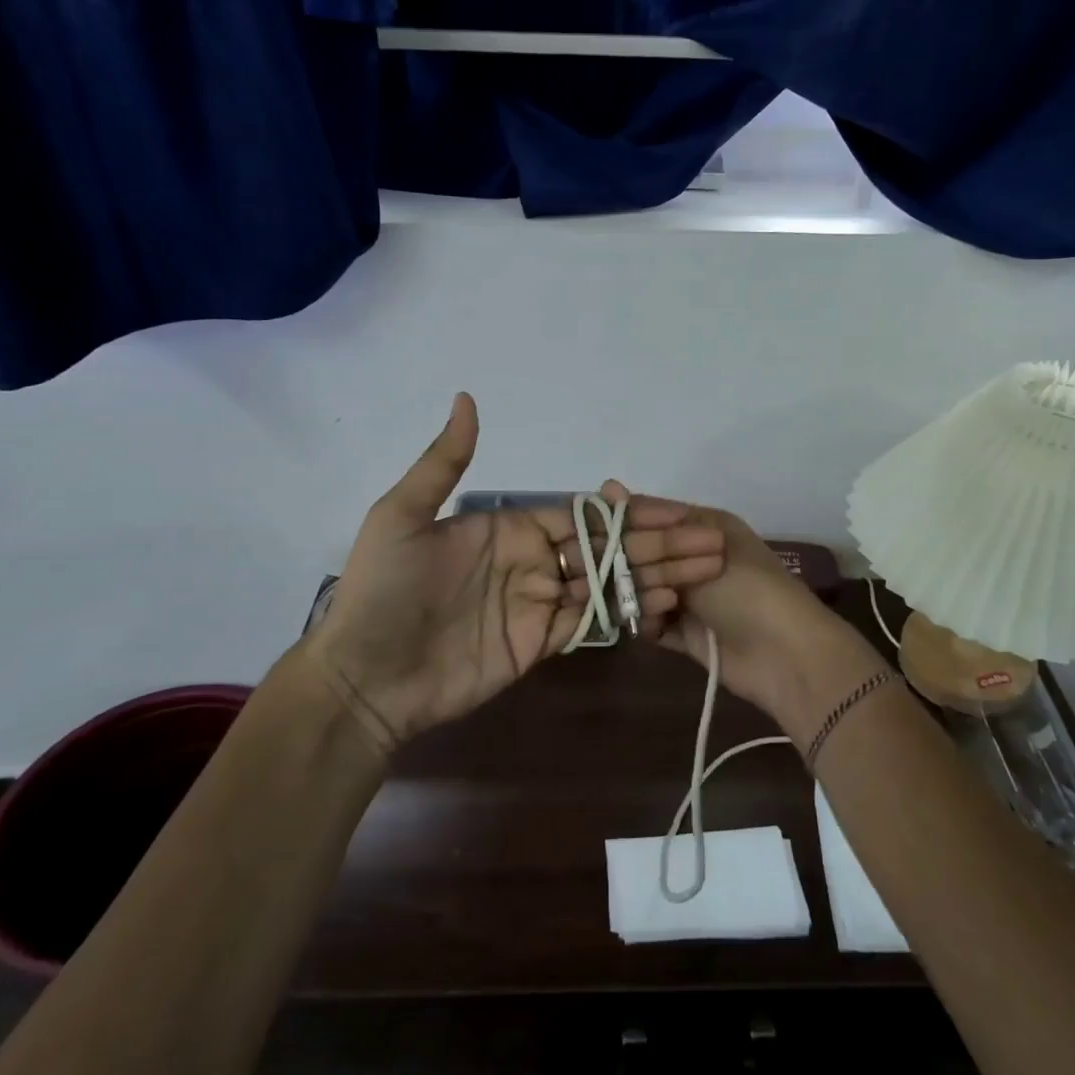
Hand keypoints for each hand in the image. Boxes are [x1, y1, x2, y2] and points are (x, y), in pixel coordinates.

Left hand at [282, 396, 727, 747]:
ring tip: (706, 570)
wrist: (363, 677)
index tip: (678, 512)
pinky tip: (668, 604)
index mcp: (510, 527)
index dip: (630, 513)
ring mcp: (539, 604)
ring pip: (609, 584)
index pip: (584, 515)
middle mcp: (533, 561)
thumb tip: (467, 397)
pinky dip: (630, 613)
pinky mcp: (540, 644)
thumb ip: (443, 463)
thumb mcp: (401, 516)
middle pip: (607, 548)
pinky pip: (592, 623)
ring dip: (657, 576)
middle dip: (659, 544)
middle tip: (711, 542)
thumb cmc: (381, 591)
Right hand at [599, 482, 889, 737]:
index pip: (651, 514)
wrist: (785, 654)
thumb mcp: (702, 543)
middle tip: (606, 570)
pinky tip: (646, 624)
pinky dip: (646, 622)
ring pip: (644, 588)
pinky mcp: (686, 634)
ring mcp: (690, 597)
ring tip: (632, 598)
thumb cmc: (748, 588)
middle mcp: (693, 558)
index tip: (591, 527)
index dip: (623, 519)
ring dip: (636, 594)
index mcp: (703, 526)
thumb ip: (652, 523)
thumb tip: (608, 485)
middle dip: (626, 561)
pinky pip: (652, 622)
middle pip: (644, 553)